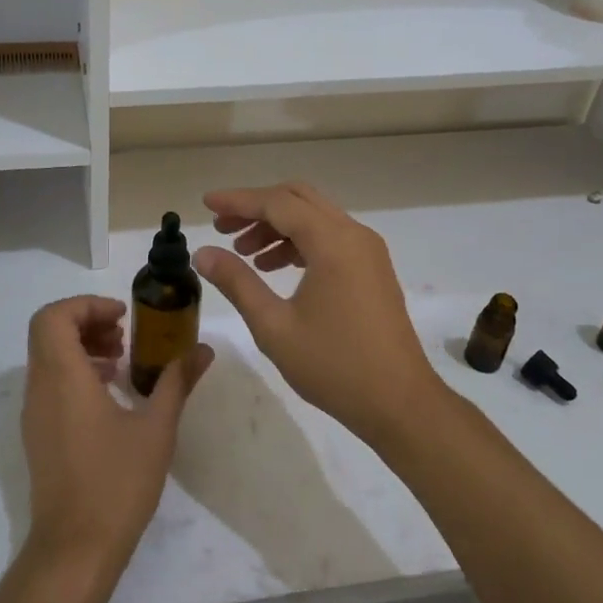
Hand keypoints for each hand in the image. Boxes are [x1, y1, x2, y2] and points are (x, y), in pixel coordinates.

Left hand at [20, 296, 211, 583]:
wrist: (75, 549)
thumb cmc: (117, 483)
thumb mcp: (157, 428)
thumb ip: (177, 381)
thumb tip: (203, 349)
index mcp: (63, 377)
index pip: (54, 316)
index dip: (86, 305)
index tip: (122, 316)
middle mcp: (40, 388)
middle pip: (48, 331)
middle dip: (86, 322)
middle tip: (123, 334)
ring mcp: (34, 413)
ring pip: (47, 357)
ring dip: (81, 346)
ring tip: (122, 362)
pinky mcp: (38, 434)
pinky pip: (49, 383)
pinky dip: (75, 372)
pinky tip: (110, 395)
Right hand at [193, 182, 437, 444]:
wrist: (400, 404)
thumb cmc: (334, 366)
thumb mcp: (274, 326)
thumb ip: (237, 282)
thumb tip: (202, 253)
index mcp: (332, 242)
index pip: (277, 203)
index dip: (237, 201)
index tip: (206, 203)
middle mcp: (353, 234)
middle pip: (298, 199)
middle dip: (256, 207)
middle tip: (222, 227)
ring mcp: (367, 250)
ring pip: (314, 217)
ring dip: (277, 225)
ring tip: (242, 252)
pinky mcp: (372, 268)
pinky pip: (329, 237)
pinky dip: (298, 241)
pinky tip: (274, 267)